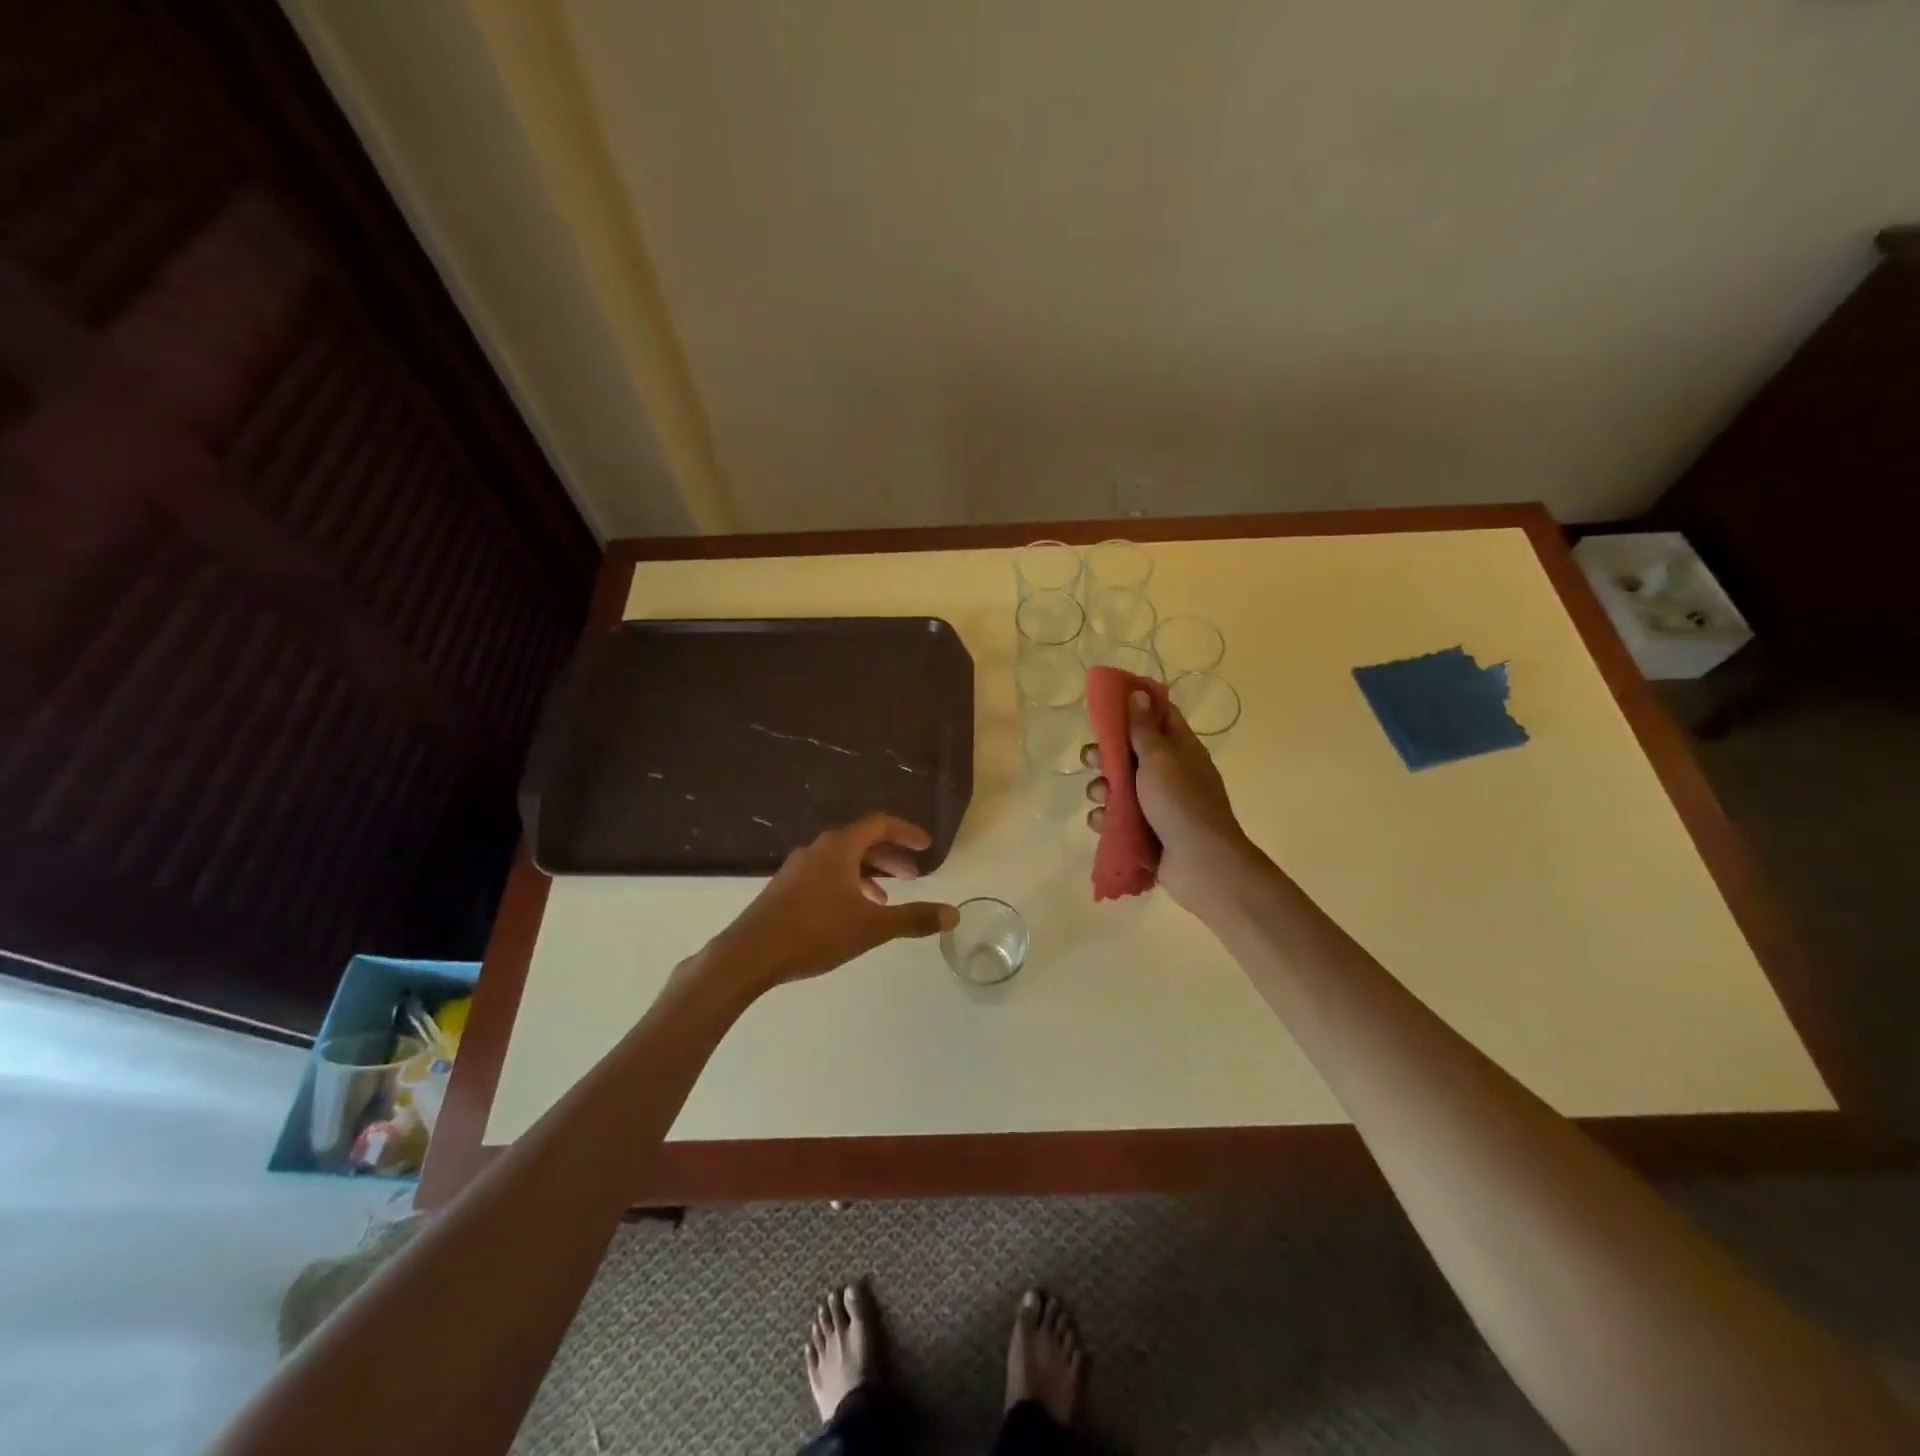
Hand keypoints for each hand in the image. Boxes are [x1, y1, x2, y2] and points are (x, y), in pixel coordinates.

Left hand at [700, 814, 958, 997]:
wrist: (750, 954)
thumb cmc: (816, 932)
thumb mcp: (872, 926)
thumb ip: (914, 918)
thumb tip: (953, 914)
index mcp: (840, 847)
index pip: (880, 824)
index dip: (906, 832)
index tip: (926, 846)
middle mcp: (818, 849)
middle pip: (862, 841)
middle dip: (891, 856)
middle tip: (915, 875)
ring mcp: (798, 867)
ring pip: (843, 859)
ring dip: (870, 872)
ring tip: (887, 898)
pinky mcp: (785, 887)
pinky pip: (826, 873)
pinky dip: (848, 883)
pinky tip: (851, 912)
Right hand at [1084, 691, 1252, 911]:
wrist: (1200, 862)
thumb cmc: (1180, 801)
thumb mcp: (1160, 757)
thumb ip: (1143, 728)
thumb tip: (1139, 692)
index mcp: (1180, 749)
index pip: (1159, 716)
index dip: (1134, 707)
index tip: (1106, 705)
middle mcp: (1170, 773)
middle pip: (1131, 753)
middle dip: (1106, 755)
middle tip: (1091, 758)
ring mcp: (1158, 804)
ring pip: (1120, 787)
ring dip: (1103, 789)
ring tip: (1100, 796)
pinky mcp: (1146, 831)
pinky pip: (1119, 818)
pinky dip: (1107, 819)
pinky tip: (1102, 822)